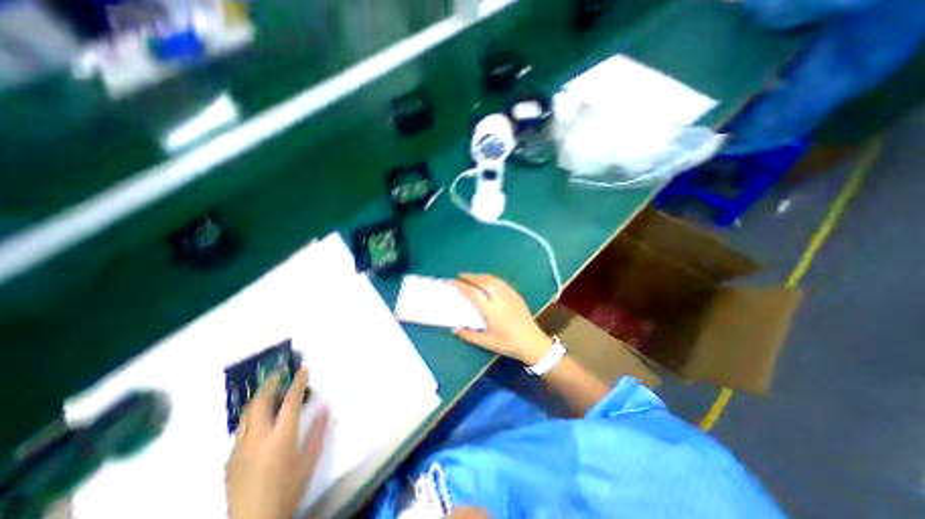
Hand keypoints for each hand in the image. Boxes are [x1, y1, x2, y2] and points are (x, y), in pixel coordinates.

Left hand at [224, 368, 328, 518]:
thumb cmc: (289, 490)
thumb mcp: (310, 460)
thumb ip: (318, 431)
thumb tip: (324, 406)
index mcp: (281, 437)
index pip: (290, 400)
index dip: (298, 381)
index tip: (304, 368)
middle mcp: (257, 438)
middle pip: (261, 402)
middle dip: (271, 382)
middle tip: (280, 371)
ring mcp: (240, 448)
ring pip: (247, 414)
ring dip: (259, 397)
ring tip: (270, 388)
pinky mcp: (230, 460)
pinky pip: (242, 429)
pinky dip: (253, 416)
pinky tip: (261, 420)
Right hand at [453, 271, 552, 364]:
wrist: (533, 342)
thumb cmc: (508, 344)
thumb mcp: (486, 342)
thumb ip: (469, 335)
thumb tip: (455, 328)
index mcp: (490, 310)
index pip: (472, 293)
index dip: (460, 286)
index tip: (451, 282)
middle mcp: (499, 298)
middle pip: (482, 281)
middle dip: (469, 276)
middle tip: (460, 276)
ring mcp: (509, 294)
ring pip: (491, 279)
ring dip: (479, 276)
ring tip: (471, 277)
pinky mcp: (515, 294)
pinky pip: (499, 281)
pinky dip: (489, 278)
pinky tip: (487, 281)